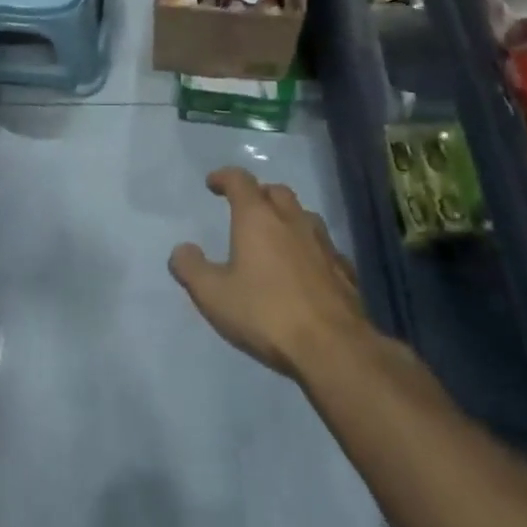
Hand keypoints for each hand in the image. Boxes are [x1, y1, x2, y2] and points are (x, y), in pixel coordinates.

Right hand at [169, 167, 371, 379]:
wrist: (334, 349)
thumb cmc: (266, 314)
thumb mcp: (214, 296)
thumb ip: (191, 269)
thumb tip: (181, 250)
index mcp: (258, 218)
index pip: (240, 180)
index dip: (225, 177)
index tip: (213, 183)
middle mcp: (292, 221)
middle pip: (276, 191)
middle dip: (259, 194)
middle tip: (247, 209)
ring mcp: (323, 244)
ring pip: (304, 216)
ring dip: (288, 218)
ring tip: (277, 236)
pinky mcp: (345, 271)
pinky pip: (325, 248)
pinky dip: (311, 249)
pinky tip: (308, 269)